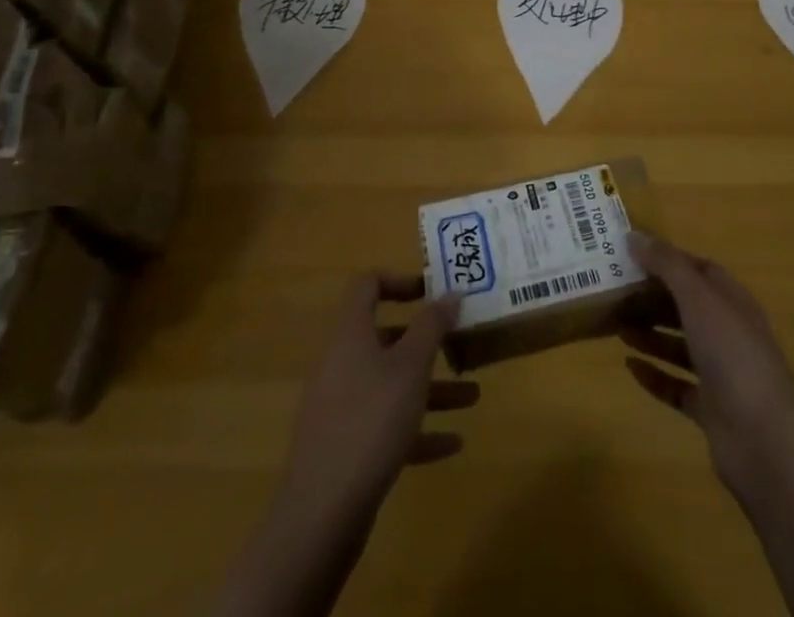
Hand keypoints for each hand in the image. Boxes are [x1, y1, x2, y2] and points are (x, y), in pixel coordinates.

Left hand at [278, 272, 475, 526]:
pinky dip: (417, 429)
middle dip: (426, 342)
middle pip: (385, 337)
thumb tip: (450, 292)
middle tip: (460, 343)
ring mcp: (340, 406)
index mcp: (351, 333)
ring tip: (472, 397)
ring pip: (390, 384)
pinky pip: (385, 425)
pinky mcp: (345, 446)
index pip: (367, 285)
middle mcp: (341, 362)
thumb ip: (432, 325)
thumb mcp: (411, 366)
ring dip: (430, 388)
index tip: (433, 293)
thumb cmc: (371, 420)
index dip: (400, 280)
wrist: (321, 512)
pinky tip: (452, 444)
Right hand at [620, 231, 793, 499]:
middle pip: (687, 307)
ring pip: (680, 346)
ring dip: (650, 334)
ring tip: (615, 325)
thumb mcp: (699, 298)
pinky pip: (677, 386)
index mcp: (732, 302)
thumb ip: (667, 265)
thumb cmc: (733, 355)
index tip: (632, 254)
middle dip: (653, 298)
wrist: (765, 442)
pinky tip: (629, 367)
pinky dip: (654, 376)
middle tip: (614, 291)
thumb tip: (634, 236)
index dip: (669, 260)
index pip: (700, 270)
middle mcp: (728, 333)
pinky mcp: (711, 410)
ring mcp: (722, 374)